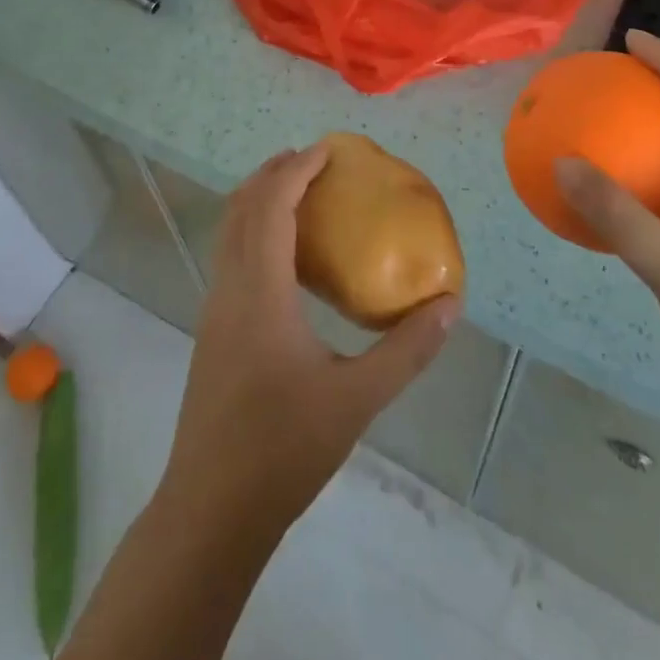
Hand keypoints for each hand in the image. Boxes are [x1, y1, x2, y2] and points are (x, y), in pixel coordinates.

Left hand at [160, 147, 459, 534]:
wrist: (210, 509)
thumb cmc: (283, 449)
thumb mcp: (357, 400)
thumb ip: (406, 350)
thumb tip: (448, 304)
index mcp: (259, 291)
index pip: (271, 205)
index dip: (296, 169)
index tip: (328, 150)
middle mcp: (229, 287)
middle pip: (242, 207)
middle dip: (273, 173)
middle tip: (314, 161)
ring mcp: (214, 308)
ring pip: (229, 230)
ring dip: (259, 200)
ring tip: (299, 194)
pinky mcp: (213, 329)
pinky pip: (230, 256)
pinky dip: (252, 230)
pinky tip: (284, 257)